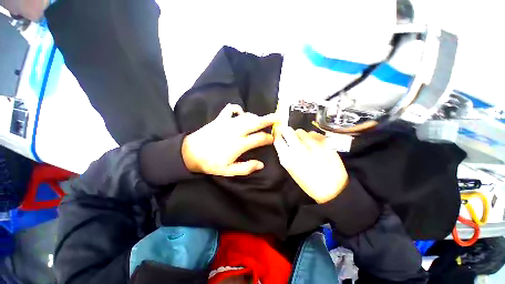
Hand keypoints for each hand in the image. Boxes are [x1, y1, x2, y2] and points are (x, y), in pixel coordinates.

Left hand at [182, 104, 277, 176]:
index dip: (268, 138)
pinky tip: (240, 112)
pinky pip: (230, 109)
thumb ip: (246, 168)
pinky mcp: (220, 119)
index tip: (272, 139)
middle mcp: (235, 131)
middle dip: (268, 119)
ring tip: (262, 119)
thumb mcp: (229, 171)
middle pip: (255, 123)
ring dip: (256, 117)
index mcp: (238, 144)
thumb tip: (261, 164)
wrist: (190, 153)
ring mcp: (227, 123)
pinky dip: (237, 109)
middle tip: (278, 117)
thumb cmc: (211, 163)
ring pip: (246, 116)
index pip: (259, 138)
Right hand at [273, 127, 348, 202]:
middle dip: (288, 132)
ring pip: (301, 131)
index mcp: (287, 157)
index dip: (278, 135)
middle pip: (288, 130)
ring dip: (300, 135)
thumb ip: (284, 154)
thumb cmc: (308, 182)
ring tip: (304, 143)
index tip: (279, 134)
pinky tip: (314, 144)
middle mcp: (298, 148)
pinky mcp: (324, 142)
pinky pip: (313, 133)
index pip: (277, 138)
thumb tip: (282, 141)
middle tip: (291, 136)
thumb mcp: (290, 169)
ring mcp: (311, 144)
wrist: (332, 189)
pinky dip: (311, 136)